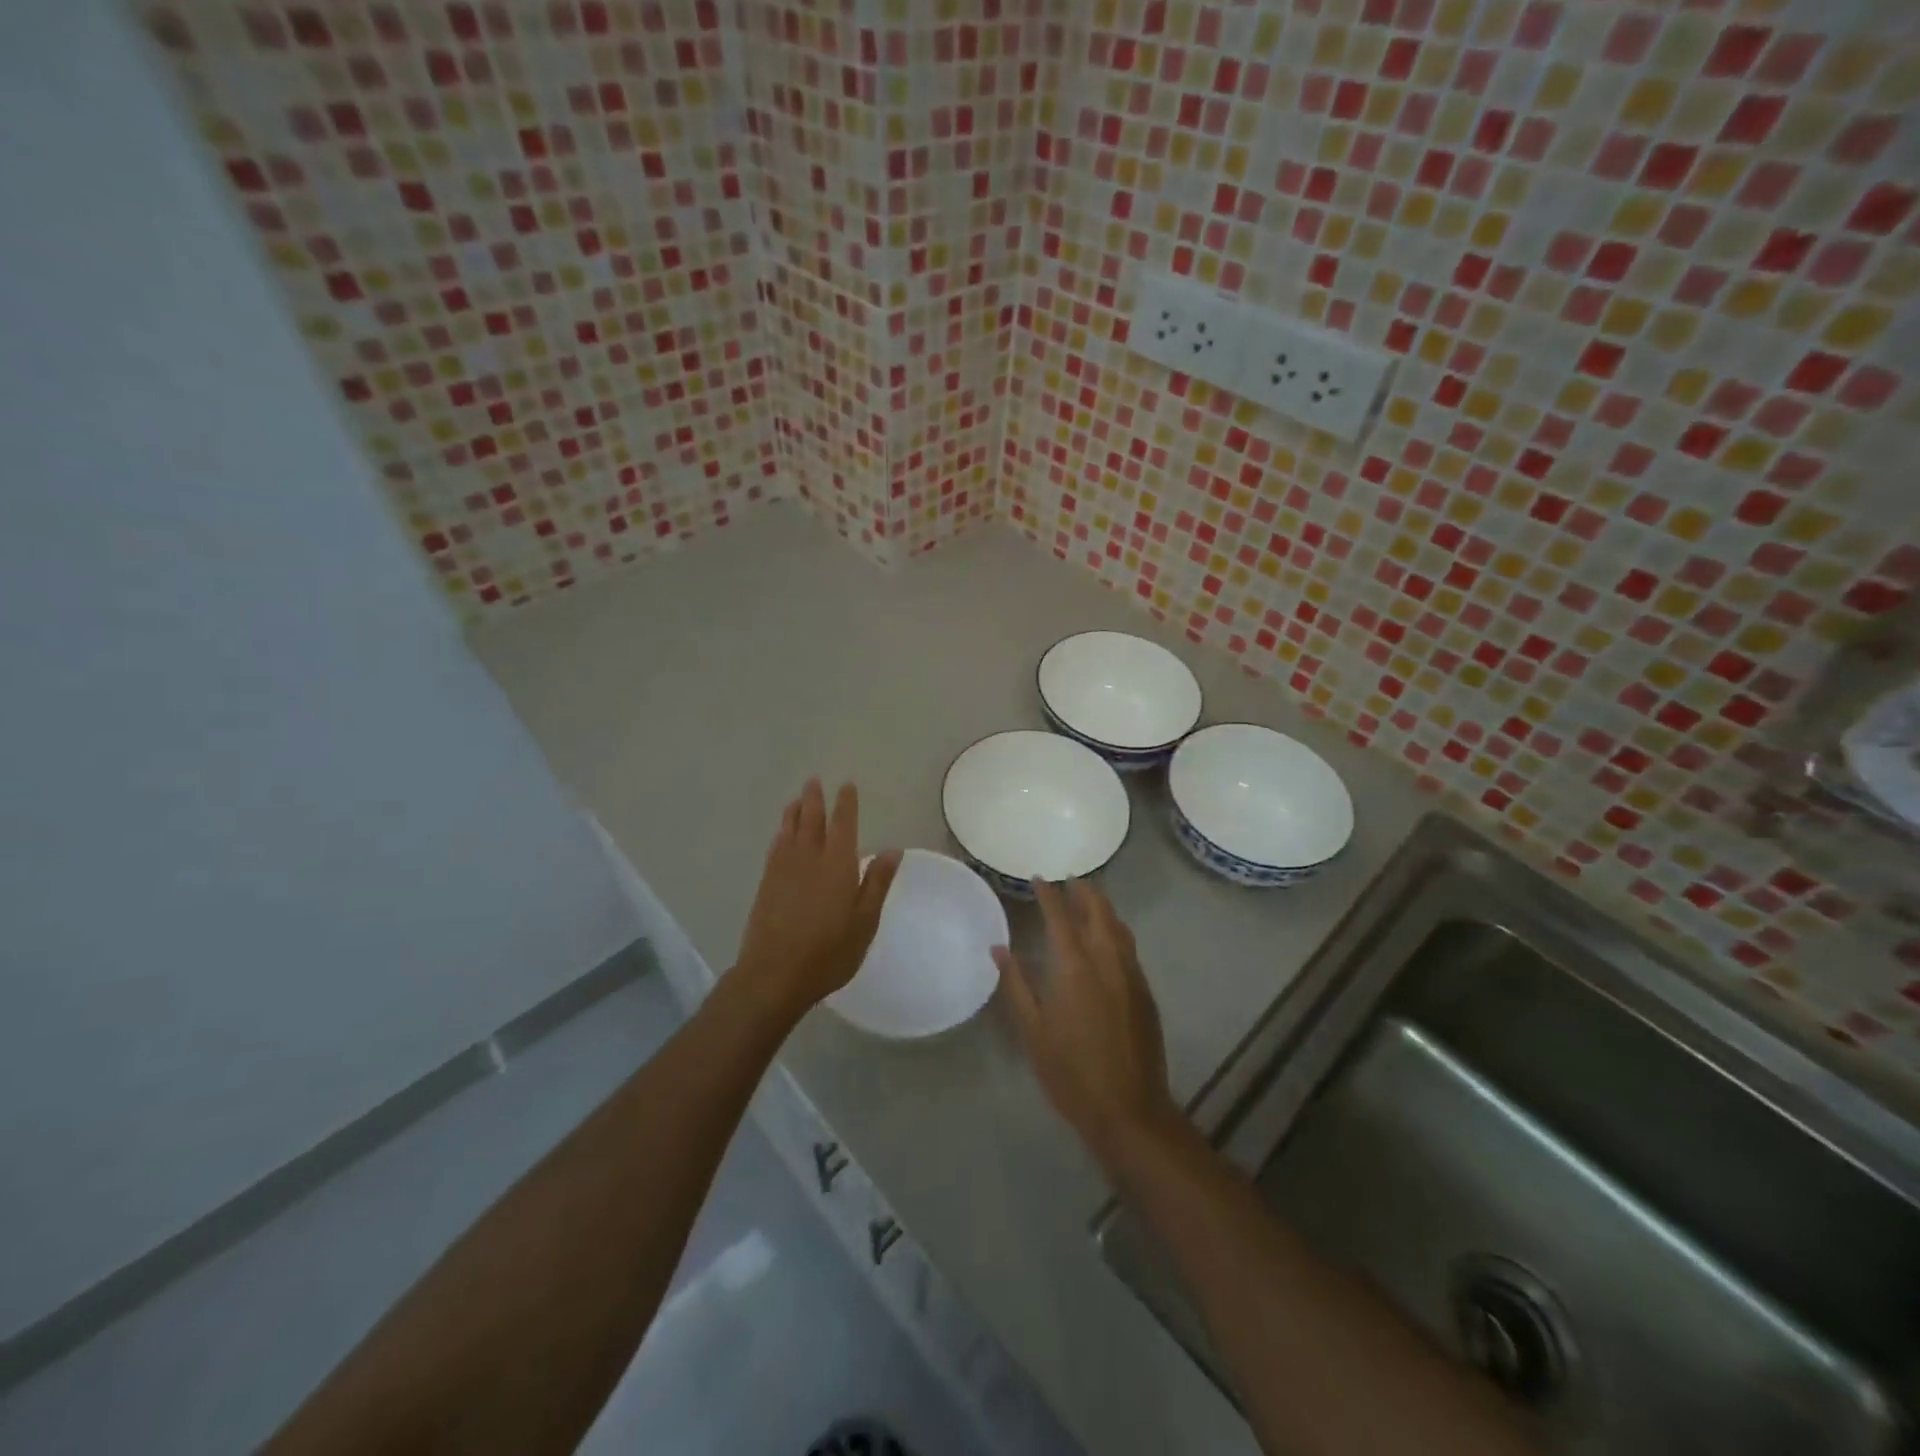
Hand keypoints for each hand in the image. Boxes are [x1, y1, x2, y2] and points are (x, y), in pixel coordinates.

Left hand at [734, 779, 900, 1021]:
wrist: (774, 974)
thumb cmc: (829, 951)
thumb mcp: (865, 921)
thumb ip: (877, 882)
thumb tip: (892, 849)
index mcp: (837, 863)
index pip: (843, 823)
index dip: (846, 803)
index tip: (846, 785)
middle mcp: (809, 858)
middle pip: (811, 819)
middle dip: (814, 799)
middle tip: (814, 780)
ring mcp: (783, 870)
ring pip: (789, 830)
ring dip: (794, 811)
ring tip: (796, 799)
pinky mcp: (766, 884)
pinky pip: (775, 847)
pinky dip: (780, 834)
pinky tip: (781, 835)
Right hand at [994, 880, 1182, 1172]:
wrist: (1129, 1110)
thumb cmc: (1071, 1073)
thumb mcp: (1033, 1031)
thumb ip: (1016, 984)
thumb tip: (999, 948)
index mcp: (1075, 967)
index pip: (1060, 917)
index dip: (1049, 894)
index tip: (1038, 878)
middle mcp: (1107, 961)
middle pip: (1098, 912)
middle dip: (1083, 892)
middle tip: (1069, 881)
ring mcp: (1131, 975)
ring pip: (1119, 927)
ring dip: (1103, 908)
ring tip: (1088, 900)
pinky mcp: (1145, 993)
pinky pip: (1129, 947)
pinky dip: (1116, 930)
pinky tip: (1107, 939)